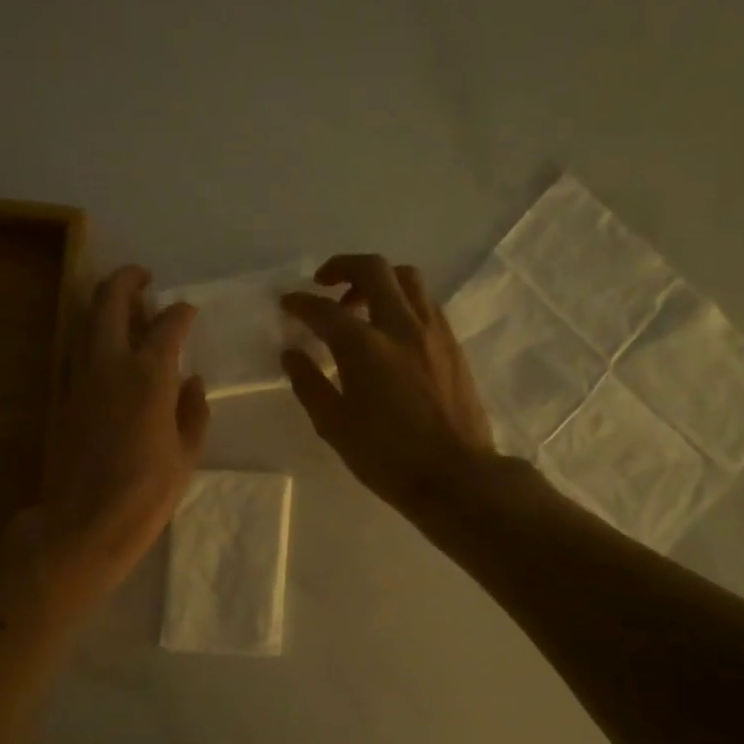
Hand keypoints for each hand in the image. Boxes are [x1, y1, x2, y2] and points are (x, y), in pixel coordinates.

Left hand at [36, 266, 209, 596]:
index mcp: (149, 376)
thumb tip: (192, 382)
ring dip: (104, 303)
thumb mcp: (186, 455)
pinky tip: (105, 347)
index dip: (181, 311)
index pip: (168, 324)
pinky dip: (91, 335)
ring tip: (125, 306)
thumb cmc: (146, 494)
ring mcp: (79, 378)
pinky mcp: (62, 396)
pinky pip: (76, 350)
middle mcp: (110, 364)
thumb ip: (193, 411)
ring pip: (86, 320)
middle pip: (111, 301)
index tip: (188, 310)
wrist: (83, 523)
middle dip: (127, 280)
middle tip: (143, 278)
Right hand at [282, 255, 497, 519]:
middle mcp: (400, 326)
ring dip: (378, 280)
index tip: (287, 303)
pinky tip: (391, 327)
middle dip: (342, 267)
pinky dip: (402, 300)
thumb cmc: (386, 457)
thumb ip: (309, 383)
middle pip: (373, 270)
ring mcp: (432, 332)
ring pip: (407, 278)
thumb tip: (291, 353)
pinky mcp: (452, 344)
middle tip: (324, 283)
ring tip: (361, 303)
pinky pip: (425, 302)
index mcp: (364, 347)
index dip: (300, 303)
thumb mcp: (334, 425)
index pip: (323, 310)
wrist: (455, 476)